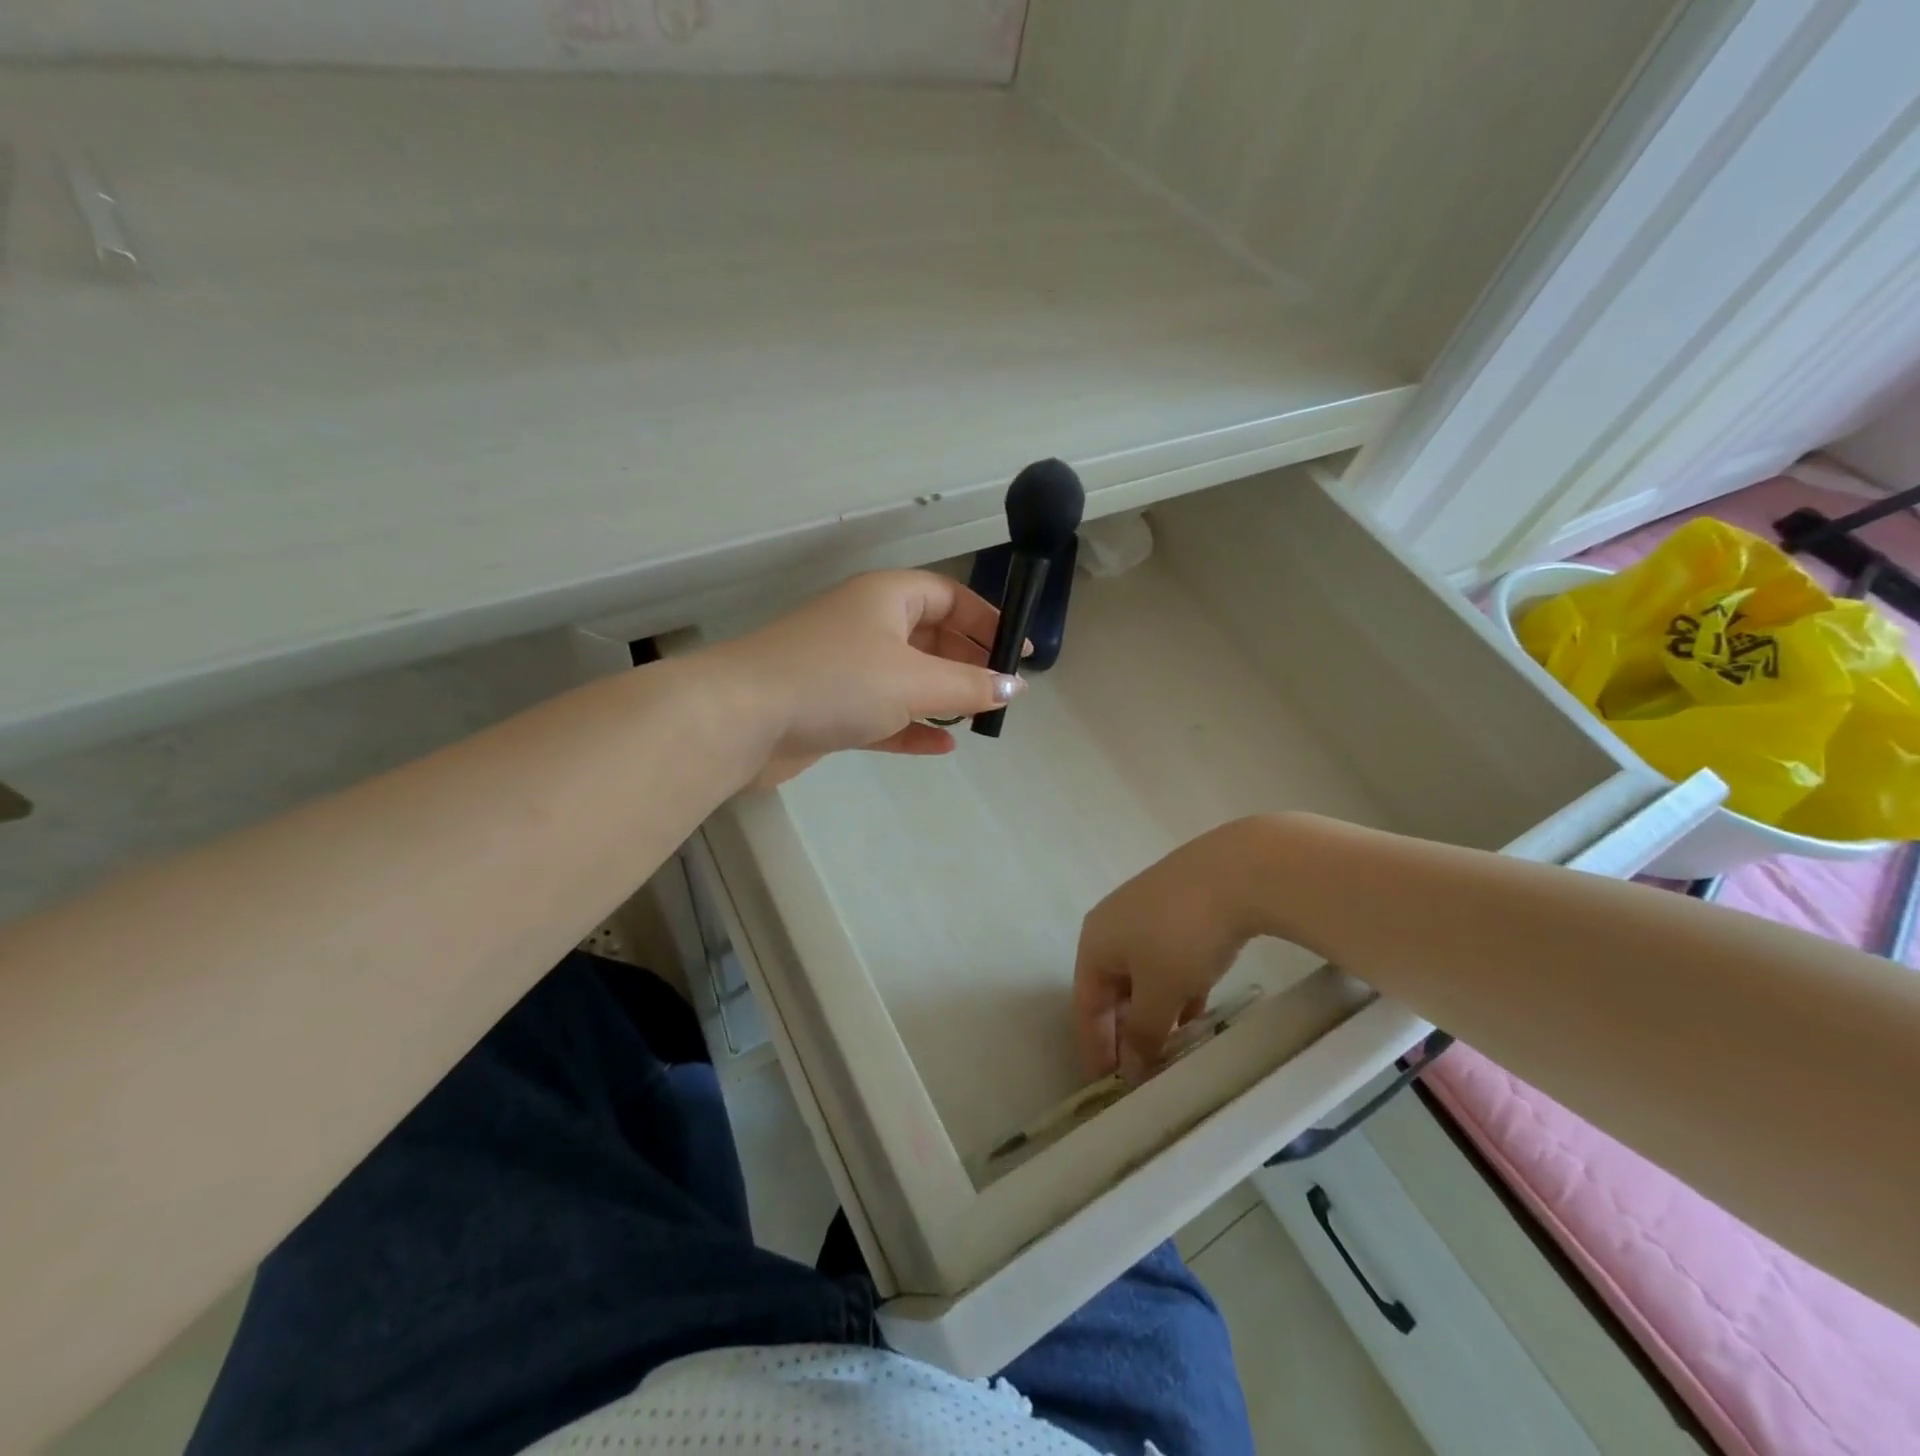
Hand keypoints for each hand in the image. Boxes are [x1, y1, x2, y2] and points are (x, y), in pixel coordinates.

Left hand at [715, 570, 1022, 785]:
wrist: (742, 719)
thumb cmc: (837, 681)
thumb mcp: (914, 679)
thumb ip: (969, 685)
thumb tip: (1013, 687)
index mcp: (887, 598)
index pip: (949, 596)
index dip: (987, 619)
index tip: (1017, 652)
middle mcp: (866, 625)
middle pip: (930, 636)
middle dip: (968, 660)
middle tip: (1001, 690)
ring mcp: (846, 668)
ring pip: (907, 677)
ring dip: (942, 695)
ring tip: (978, 717)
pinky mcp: (831, 708)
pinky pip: (884, 713)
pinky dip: (912, 725)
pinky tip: (942, 744)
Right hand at [1074, 821, 1265, 1079]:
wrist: (1236, 871)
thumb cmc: (1182, 935)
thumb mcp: (1160, 993)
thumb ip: (1143, 1034)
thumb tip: (1131, 1071)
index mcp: (1094, 941)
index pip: (1085, 1004)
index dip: (1095, 1047)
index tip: (1107, 1088)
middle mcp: (1112, 924)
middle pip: (1112, 989)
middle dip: (1126, 1032)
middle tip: (1143, 1073)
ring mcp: (1147, 913)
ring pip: (1143, 975)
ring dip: (1154, 1014)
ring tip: (1172, 1051)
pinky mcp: (1180, 908)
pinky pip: (1167, 959)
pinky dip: (1176, 990)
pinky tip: (1195, 1013)